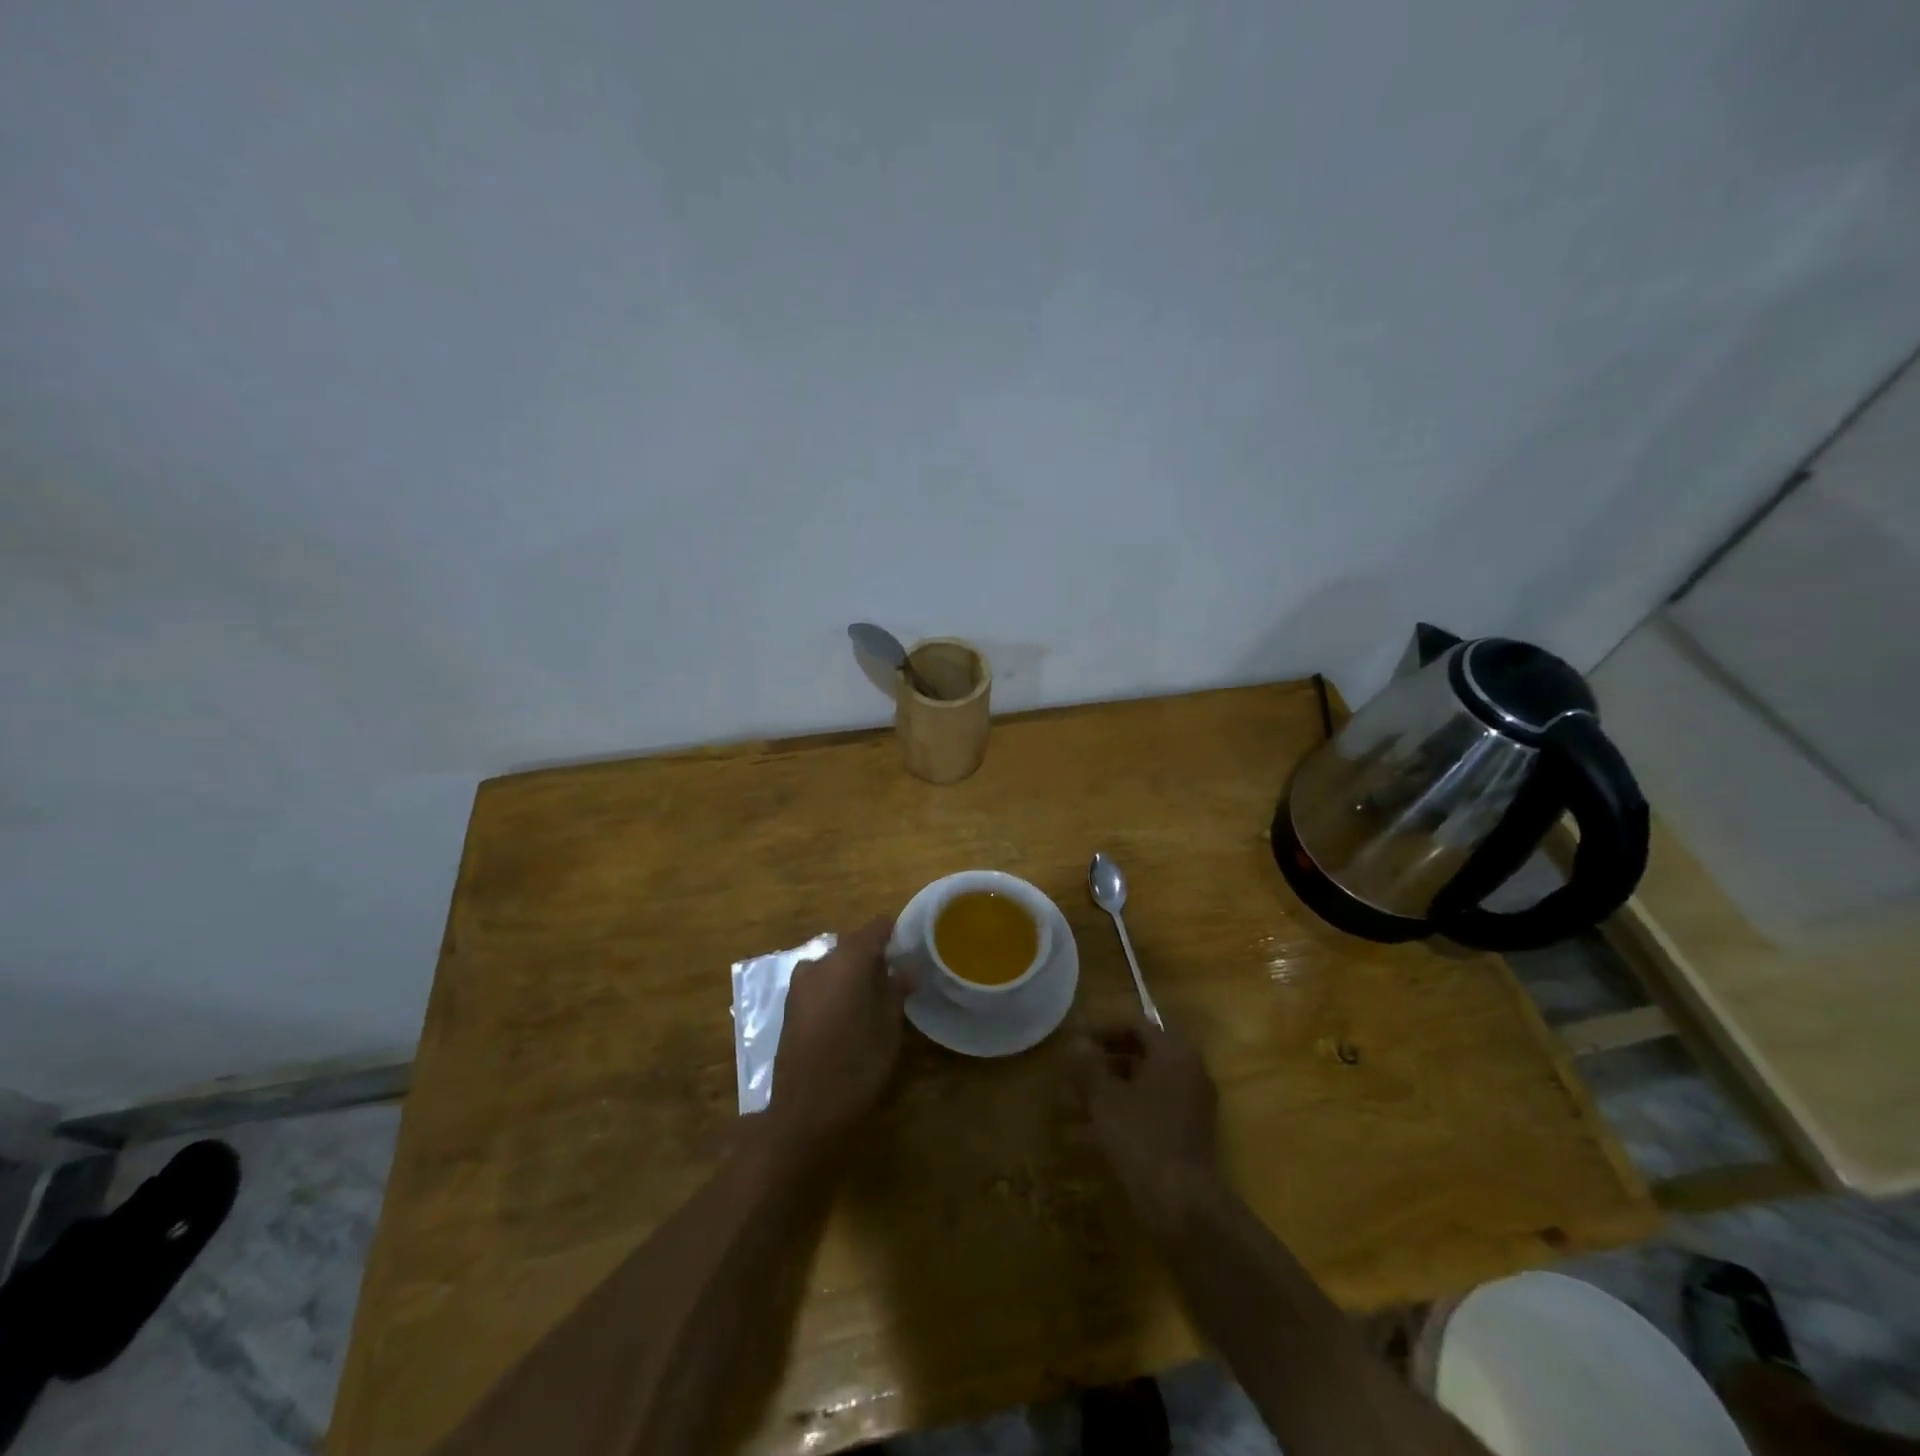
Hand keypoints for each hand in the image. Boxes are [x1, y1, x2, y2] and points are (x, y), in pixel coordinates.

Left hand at [765, 916, 910, 1155]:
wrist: (804, 1111)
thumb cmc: (856, 1064)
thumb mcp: (888, 1028)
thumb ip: (895, 992)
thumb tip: (905, 971)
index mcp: (848, 960)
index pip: (876, 927)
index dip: (895, 932)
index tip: (912, 945)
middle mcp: (820, 962)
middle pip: (853, 944)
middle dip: (875, 954)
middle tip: (898, 975)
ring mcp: (800, 983)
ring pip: (835, 963)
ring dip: (854, 972)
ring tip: (875, 996)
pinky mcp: (790, 1005)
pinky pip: (821, 981)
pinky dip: (837, 987)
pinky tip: (850, 1012)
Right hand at [1069, 1017, 1220, 1206]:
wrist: (1183, 1205)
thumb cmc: (1141, 1138)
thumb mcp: (1106, 1098)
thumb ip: (1089, 1065)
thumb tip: (1077, 1040)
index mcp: (1174, 1053)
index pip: (1136, 1025)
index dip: (1102, 1029)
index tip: (1075, 1041)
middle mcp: (1188, 1071)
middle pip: (1140, 1054)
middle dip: (1103, 1062)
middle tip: (1072, 1070)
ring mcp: (1190, 1105)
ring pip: (1142, 1086)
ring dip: (1106, 1091)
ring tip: (1069, 1104)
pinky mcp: (1186, 1135)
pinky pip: (1149, 1112)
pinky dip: (1120, 1115)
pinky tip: (1083, 1136)